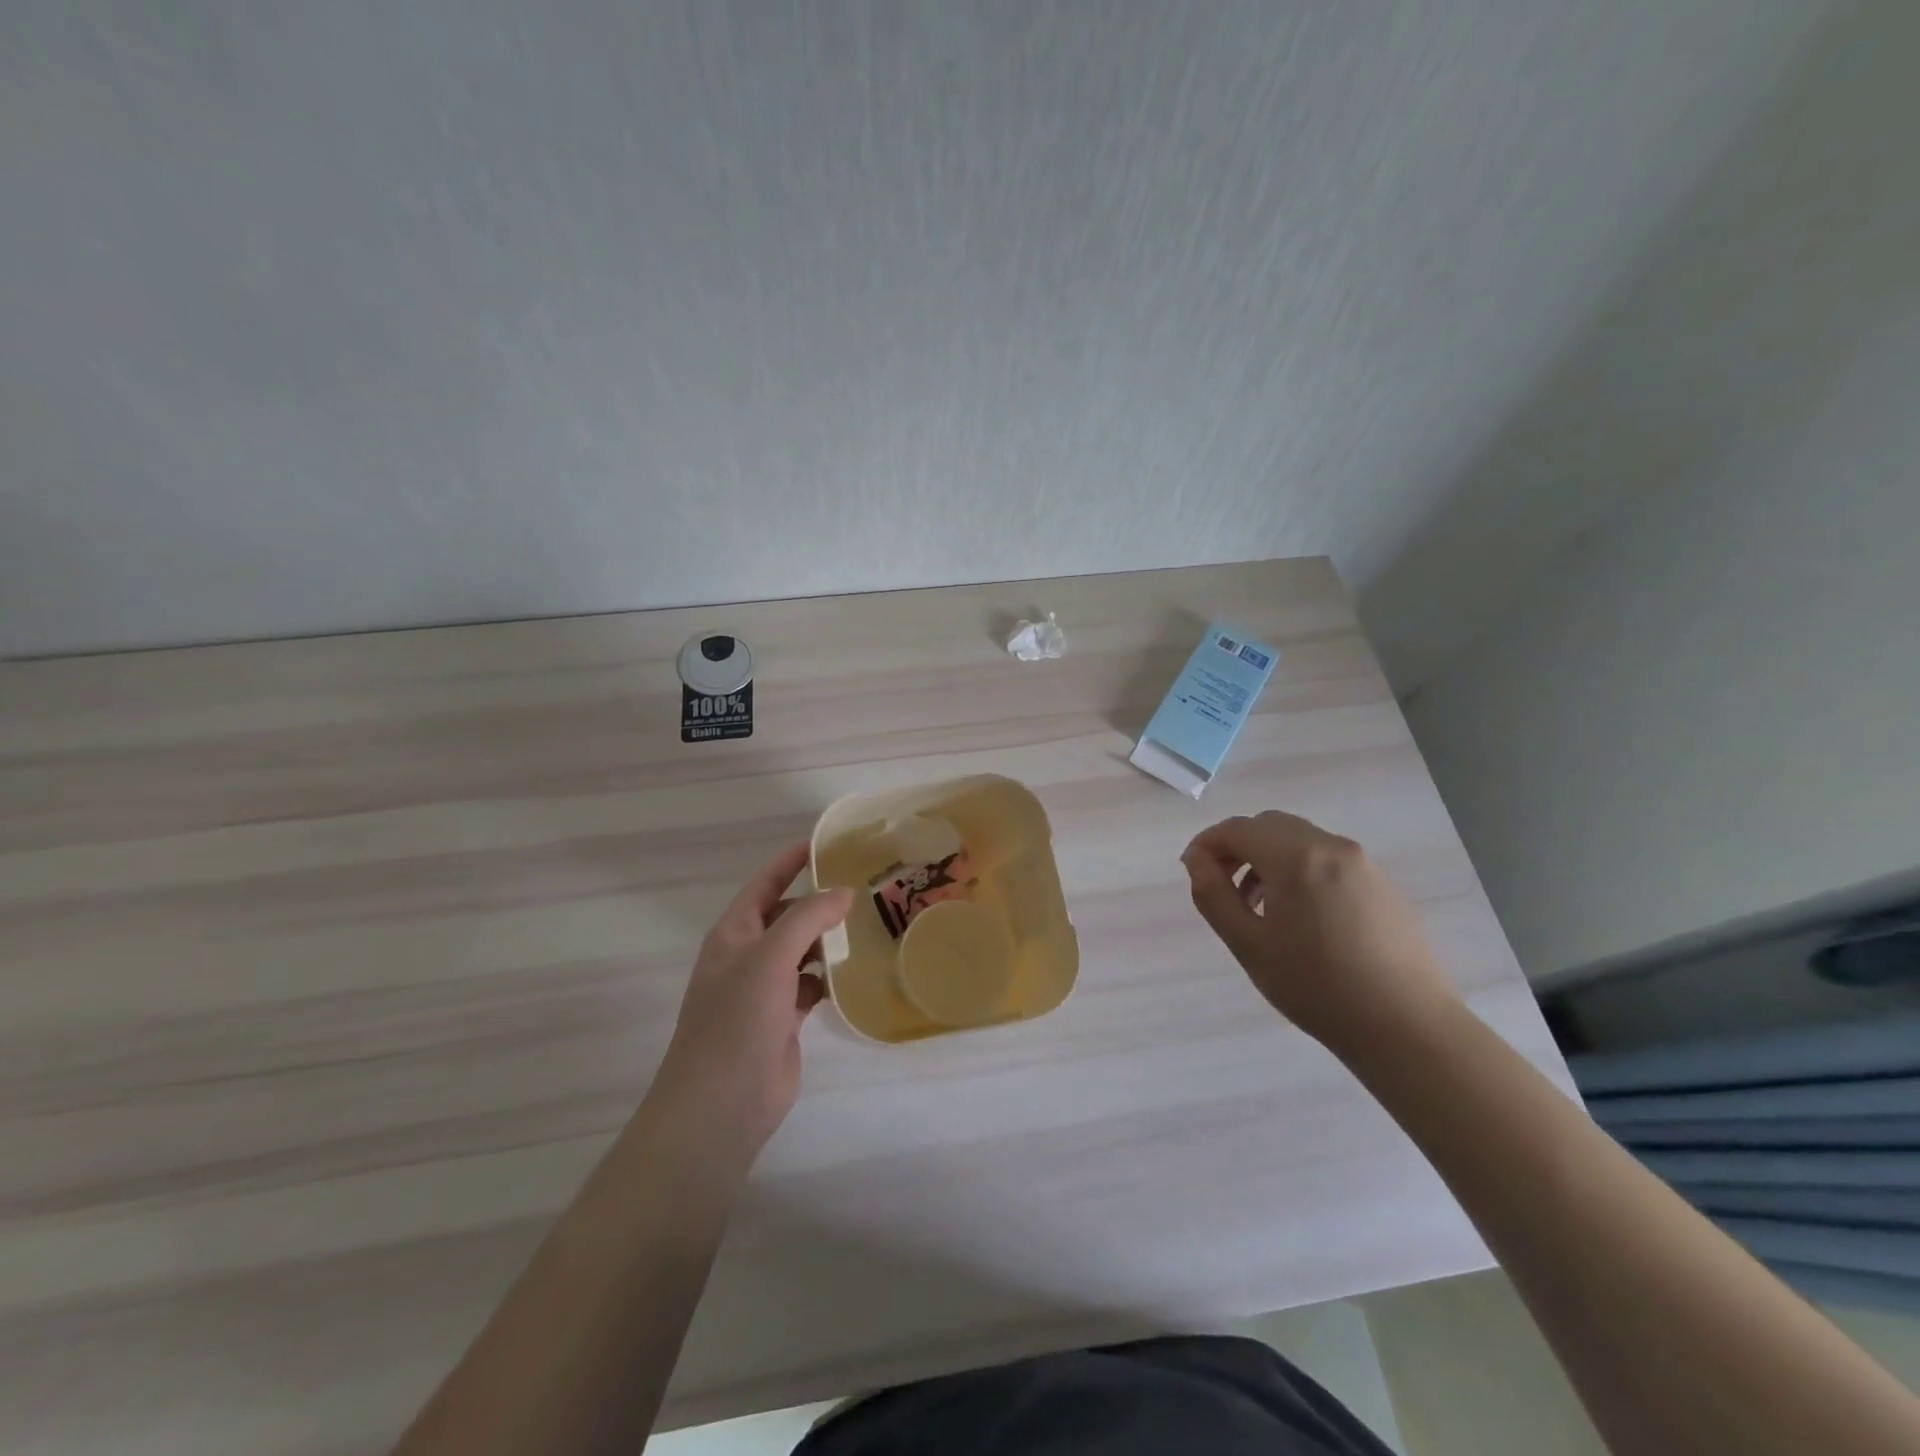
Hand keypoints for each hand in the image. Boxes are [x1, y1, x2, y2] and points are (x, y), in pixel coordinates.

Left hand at [649, 843, 852, 1160]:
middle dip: (819, 902)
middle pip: (787, 916)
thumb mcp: (770, 958)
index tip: (825, 843)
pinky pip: (811, 985)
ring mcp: (764, 990)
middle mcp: (747, 956)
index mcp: (734, 933)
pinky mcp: (783, 1020)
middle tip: (865, 887)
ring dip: (828, 940)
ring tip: (870, 925)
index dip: (790, 861)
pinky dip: (830, 977)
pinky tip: (856, 972)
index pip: (765, 884)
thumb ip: (807, 918)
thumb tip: (843, 892)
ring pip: (801, 951)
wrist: (721, 1105)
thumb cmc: (737, 1021)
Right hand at [1181, 810, 1457, 1049]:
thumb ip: (1213, 895)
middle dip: (1238, 847)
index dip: (1206, 844)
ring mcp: (1363, 864)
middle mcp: (1331, 847)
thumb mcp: (1248, 944)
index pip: (1237, 829)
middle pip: (1269, 826)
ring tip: (1258, 906)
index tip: (1192, 873)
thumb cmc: (1316, 987)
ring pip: (1300, 840)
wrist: (1407, 1028)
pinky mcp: (1383, 885)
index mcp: (1296, 857)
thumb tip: (1197, 860)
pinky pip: (1328, 860)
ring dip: (1268, 858)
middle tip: (1222, 886)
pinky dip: (1300, 870)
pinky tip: (1300, 917)